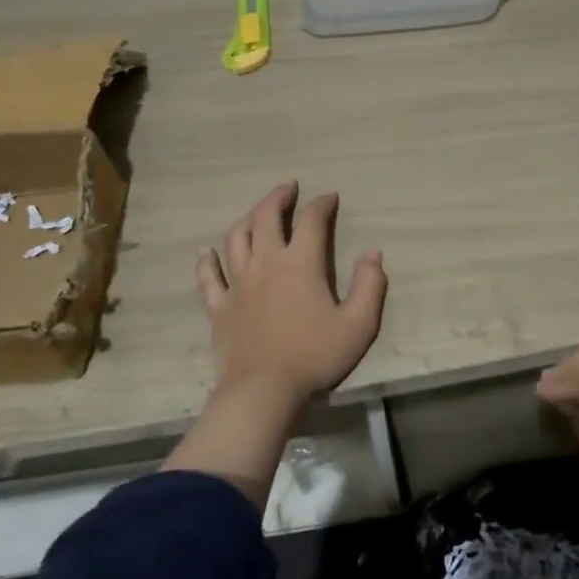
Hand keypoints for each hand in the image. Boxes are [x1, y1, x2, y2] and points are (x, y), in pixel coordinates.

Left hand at [195, 181, 387, 405]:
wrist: (263, 391)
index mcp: (300, 264)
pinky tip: (206, 250)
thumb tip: (373, 253)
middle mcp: (266, 263)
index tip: (330, 197)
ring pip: (236, 238)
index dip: (322, 204)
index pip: (311, 221)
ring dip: (247, 218)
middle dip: (278, 198)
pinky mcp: (219, 307)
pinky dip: (206, 260)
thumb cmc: (314, 356)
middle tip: (288, 187)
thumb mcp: (359, 324)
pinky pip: (208, 277)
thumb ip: (370, 285)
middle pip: (266, 218)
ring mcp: (238, 284)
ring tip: (256, 211)